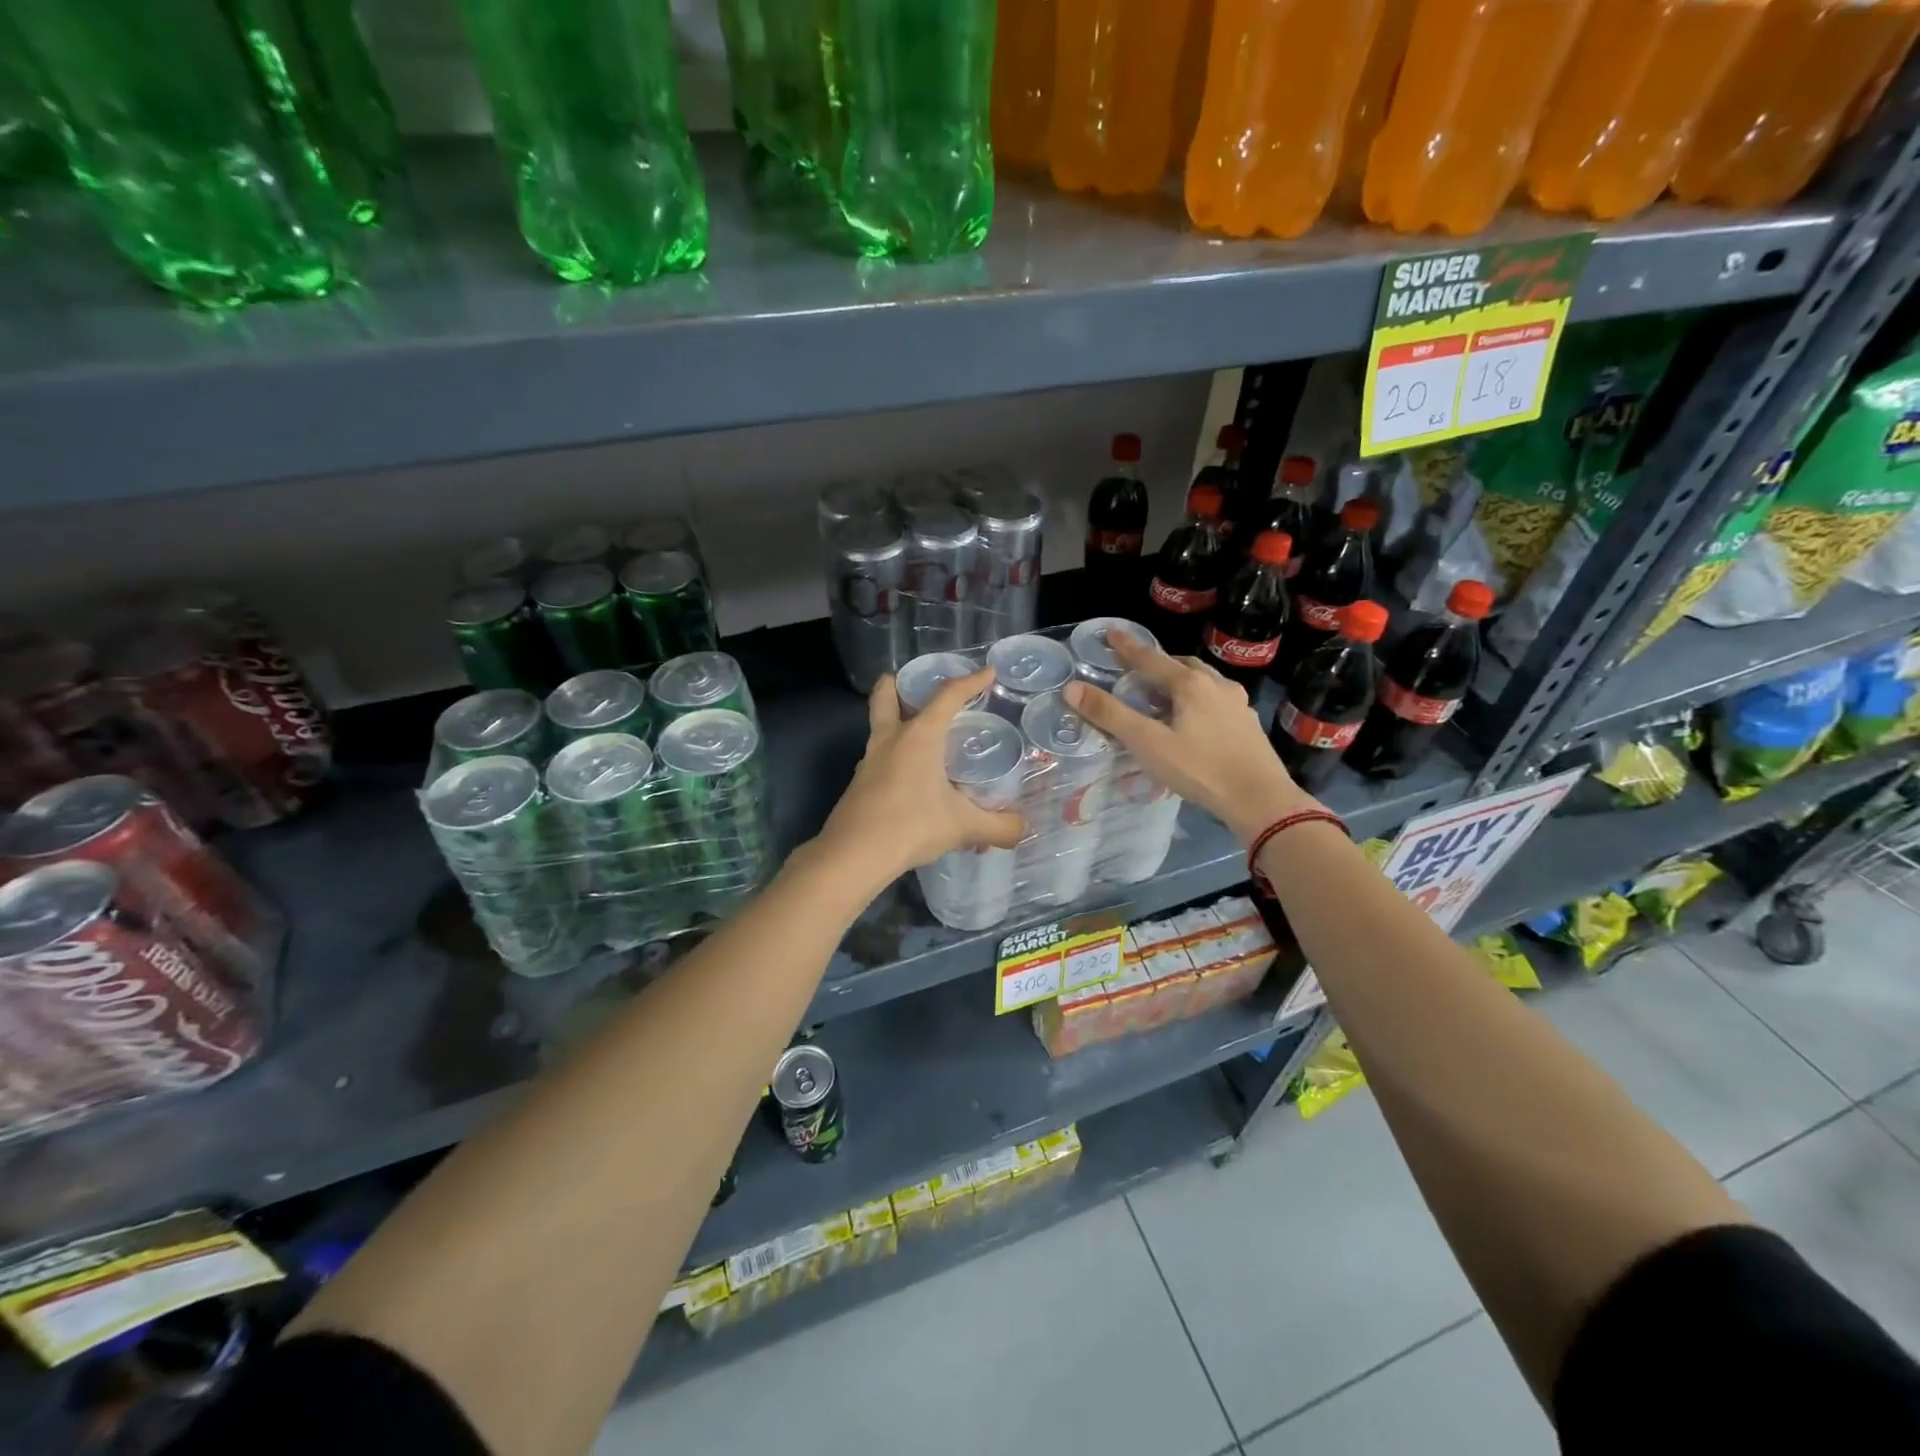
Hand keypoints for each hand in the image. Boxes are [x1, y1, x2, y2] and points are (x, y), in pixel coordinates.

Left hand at [811, 668, 1025, 887]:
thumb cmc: (911, 826)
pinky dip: (894, 757)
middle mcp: (890, 740)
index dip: (970, 681)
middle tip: (914, 685)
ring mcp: (869, 761)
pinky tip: (911, 779)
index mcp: (919, 736)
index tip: (987, 672)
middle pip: (886, 697)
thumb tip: (1022, 829)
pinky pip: (879, 759)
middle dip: (897, 685)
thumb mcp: (963, 827)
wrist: (854, 855)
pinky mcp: (859, 785)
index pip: (947, 697)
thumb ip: (998, 827)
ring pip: (880, 728)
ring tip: (922, 737)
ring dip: (896, 723)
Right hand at [1064, 634, 1315, 845]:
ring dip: (1182, 681)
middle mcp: (1217, 685)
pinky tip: (1195, 720)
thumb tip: (1072, 688)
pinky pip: (1218, 701)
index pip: (1151, 658)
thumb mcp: (1147, 743)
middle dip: (1159, 664)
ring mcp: (1238, 704)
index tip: (1112, 633)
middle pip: (1182, 665)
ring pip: (1204, 682)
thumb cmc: (1199, 769)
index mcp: (1190, 684)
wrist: (1260, 799)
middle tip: (1139, 671)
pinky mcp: (1248, 724)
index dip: (1128, 647)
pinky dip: (1199, 701)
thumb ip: (1110, 715)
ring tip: (1166, 695)